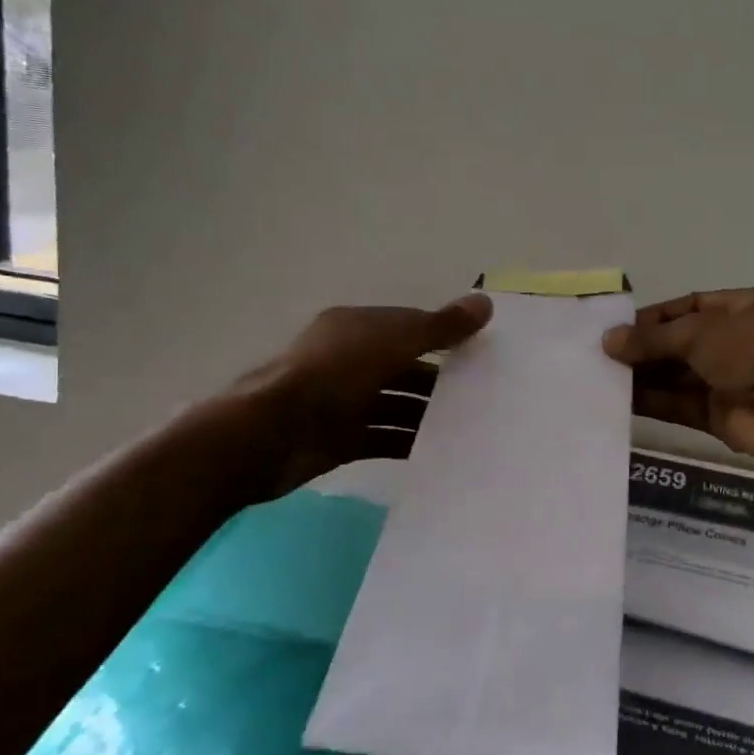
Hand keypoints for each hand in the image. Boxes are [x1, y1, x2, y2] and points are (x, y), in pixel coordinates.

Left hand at [219, 295, 493, 497]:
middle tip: (484, 394)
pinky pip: (383, 438)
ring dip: (427, 414)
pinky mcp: (340, 440)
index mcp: (356, 328)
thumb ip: (439, 326)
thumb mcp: (391, 342)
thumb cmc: (332, 376)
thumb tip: (485, 302)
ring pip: (395, 404)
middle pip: (404, 367)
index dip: (445, 334)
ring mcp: (343, 402)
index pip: (409, 326)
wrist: (267, 436)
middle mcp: (349, 360)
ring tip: (470, 427)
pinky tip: (440, 452)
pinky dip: (407, 442)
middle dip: (440, 379)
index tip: (483, 352)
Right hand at [602, 288, 753, 474]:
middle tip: (598, 355)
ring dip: (642, 376)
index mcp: (744, 309)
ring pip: (676, 376)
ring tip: (599, 376)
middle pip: (680, 343)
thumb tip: (609, 341)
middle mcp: (736, 342)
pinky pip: (679, 406)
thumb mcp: (704, 332)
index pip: (690, 306)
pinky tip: (618, 400)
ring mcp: (729, 381)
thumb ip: (654, 339)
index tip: (616, 327)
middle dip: (643, 348)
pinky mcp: (721, 417)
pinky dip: (651, 402)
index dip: (653, 316)